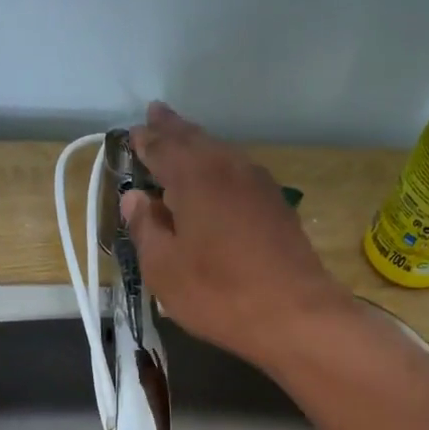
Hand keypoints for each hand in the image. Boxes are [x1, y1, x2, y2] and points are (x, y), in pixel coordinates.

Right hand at [122, 102, 354, 368]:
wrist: (296, 314)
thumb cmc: (218, 293)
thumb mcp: (164, 268)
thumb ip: (145, 228)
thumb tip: (135, 198)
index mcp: (194, 177)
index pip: (162, 148)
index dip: (144, 141)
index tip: (132, 133)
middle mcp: (228, 168)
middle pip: (195, 140)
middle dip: (173, 129)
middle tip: (157, 115)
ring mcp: (259, 184)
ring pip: (221, 154)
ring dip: (198, 146)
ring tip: (183, 142)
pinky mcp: (277, 206)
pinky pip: (239, 173)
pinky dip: (220, 168)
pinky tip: (218, 181)